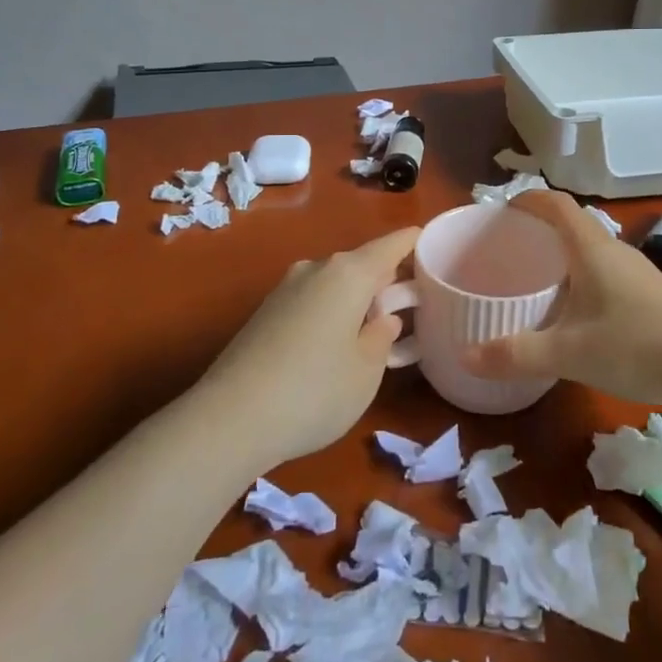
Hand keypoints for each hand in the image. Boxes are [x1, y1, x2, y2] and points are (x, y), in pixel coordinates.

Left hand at [197, 226, 419, 465]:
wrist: (229, 419)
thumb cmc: (314, 391)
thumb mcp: (367, 371)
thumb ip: (382, 337)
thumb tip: (382, 318)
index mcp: (348, 274)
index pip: (390, 245)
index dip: (413, 242)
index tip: (432, 243)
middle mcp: (315, 269)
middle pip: (360, 264)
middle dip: (385, 279)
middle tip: (409, 303)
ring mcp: (284, 289)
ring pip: (333, 283)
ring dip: (355, 298)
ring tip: (372, 328)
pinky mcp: (263, 313)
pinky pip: (310, 301)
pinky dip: (329, 312)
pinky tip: (332, 345)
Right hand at [460, 191, 661, 405]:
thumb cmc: (637, 346)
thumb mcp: (569, 353)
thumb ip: (516, 354)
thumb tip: (466, 356)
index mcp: (592, 249)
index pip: (557, 204)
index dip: (530, 199)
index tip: (504, 208)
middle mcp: (614, 251)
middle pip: (574, 224)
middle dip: (541, 228)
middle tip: (512, 247)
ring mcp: (637, 272)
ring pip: (593, 249)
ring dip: (564, 253)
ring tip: (538, 276)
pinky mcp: (651, 294)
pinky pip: (607, 270)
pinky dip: (584, 275)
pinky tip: (577, 309)